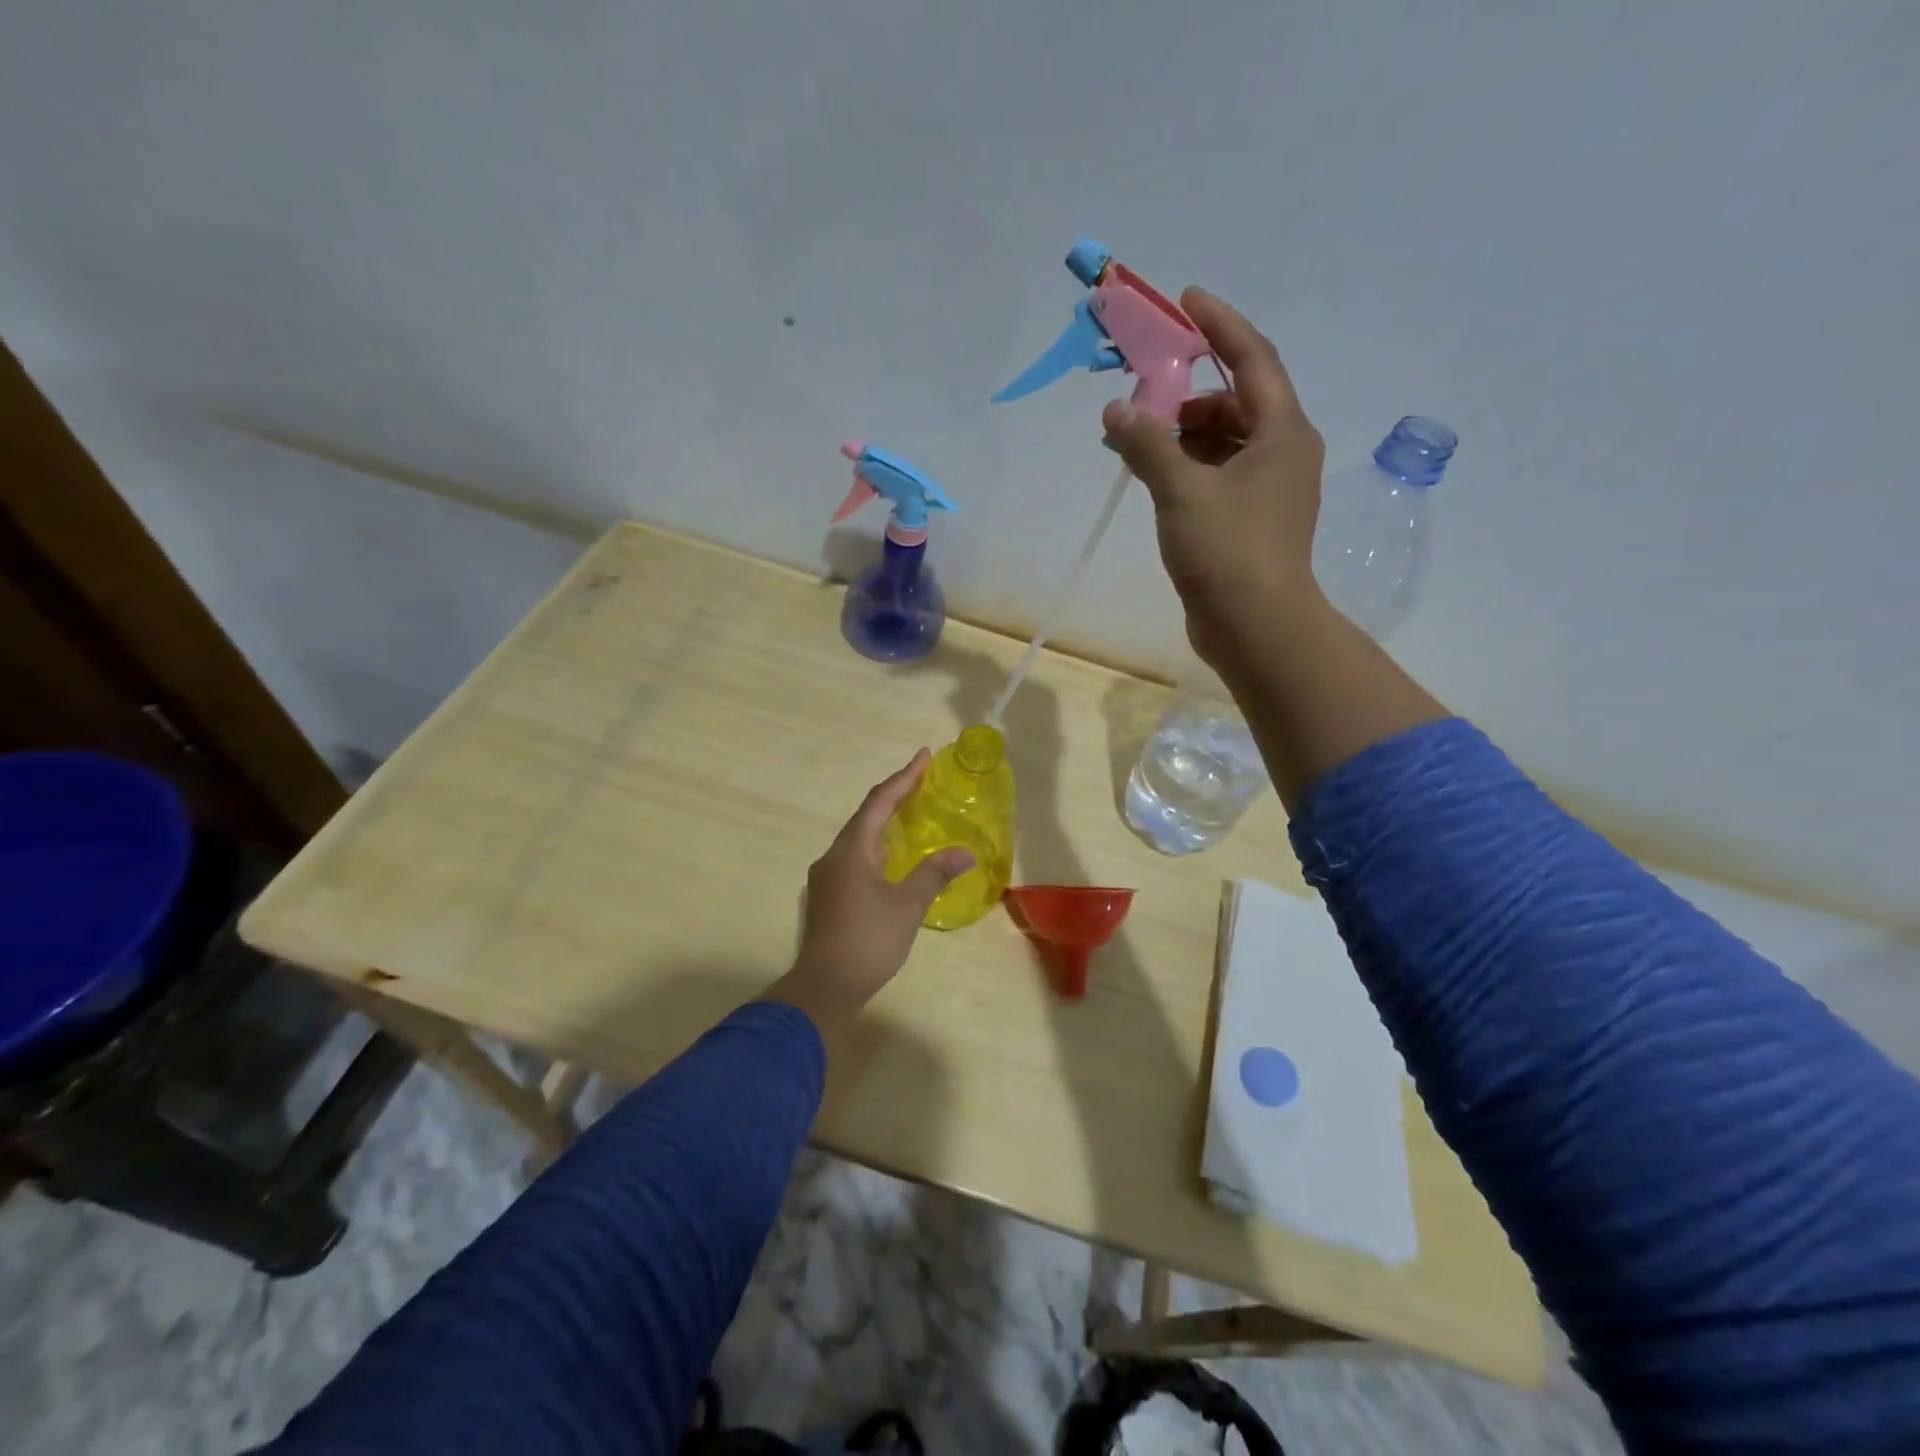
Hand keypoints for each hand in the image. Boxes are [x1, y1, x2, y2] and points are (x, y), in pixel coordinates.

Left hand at [762, 751, 973, 1036]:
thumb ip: (934, 873)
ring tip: (912, 815)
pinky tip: (893, 859)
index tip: (923, 756)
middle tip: (922, 783)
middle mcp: (834, 856)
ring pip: (859, 838)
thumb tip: (965, 851)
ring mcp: (827, 877)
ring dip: (885, 823)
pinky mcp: (828, 896)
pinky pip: (855, 858)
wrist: (824, 987)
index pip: (880, 801)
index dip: (904, 777)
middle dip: (895, 796)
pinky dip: (877, 847)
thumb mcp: (907, 905)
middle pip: (866, 816)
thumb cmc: (868, 940)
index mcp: (852, 850)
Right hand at [1101, 288, 1326, 672]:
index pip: (1253, 358)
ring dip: (1181, 432)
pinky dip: (1185, 466)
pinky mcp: (1248, 521)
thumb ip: (1147, 444)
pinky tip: (1151, 473)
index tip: (1186, 300)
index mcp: (1282, 432)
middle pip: (1235, 400)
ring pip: (1223, 441)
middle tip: (1142, 390)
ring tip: (1136, 438)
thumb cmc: (1228, 552)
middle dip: (1187, 391)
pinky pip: (1215, 474)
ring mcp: (1267, 490)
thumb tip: (1115, 410)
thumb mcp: (1181, 491)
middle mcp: (1282, 452)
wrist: (1256, 628)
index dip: (1220, 325)